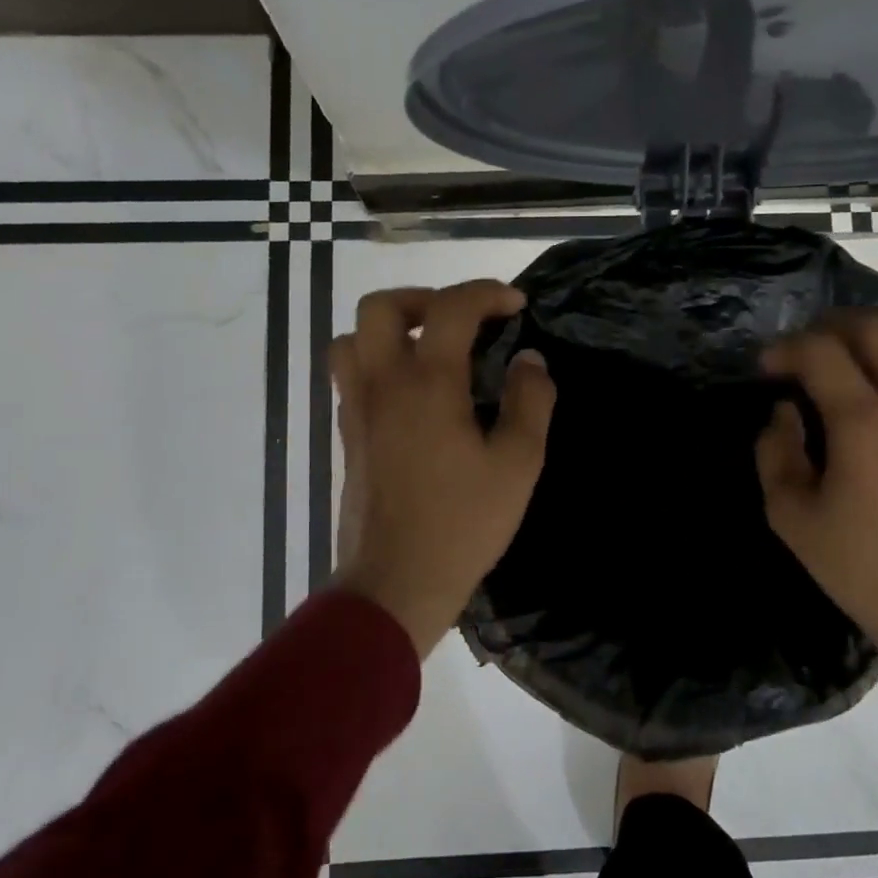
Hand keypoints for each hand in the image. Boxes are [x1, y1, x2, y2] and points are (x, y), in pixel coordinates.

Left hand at [329, 280, 554, 657]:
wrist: (396, 584)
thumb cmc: (462, 524)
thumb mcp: (517, 464)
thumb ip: (529, 403)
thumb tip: (529, 361)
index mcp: (427, 384)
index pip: (450, 308)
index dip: (487, 293)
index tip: (516, 305)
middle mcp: (382, 385)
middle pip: (381, 307)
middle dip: (425, 298)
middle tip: (461, 321)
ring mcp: (357, 410)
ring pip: (353, 340)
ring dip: (390, 329)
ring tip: (429, 349)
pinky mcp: (348, 437)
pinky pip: (351, 378)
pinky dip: (378, 364)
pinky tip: (413, 394)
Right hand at [757, 310, 877, 743]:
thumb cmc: (864, 571)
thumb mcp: (792, 520)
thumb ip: (775, 453)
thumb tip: (784, 410)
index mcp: (866, 425)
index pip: (821, 352)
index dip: (787, 348)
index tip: (769, 366)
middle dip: (833, 326)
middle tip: (811, 350)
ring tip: (868, 361)